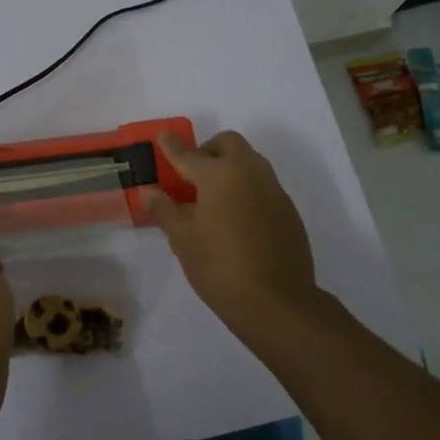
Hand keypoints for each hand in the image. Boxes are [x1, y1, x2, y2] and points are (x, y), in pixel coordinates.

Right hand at [141, 130, 320, 330]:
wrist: (277, 302)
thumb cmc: (219, 267)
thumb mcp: (183, 239)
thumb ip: (166, 210)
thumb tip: (150, 192)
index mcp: (220, 175)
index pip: (189, 154)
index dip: (172, 147)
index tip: (163, 138)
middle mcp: (250, 173)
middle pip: (228, 144)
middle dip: (208, 150)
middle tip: (191, 174)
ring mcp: (274, 190)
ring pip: (250, 162)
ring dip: (230, 167)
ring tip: (212, 197)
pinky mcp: (288, 211)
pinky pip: (263, 185)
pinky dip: (246, 188)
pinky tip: (236, 218)